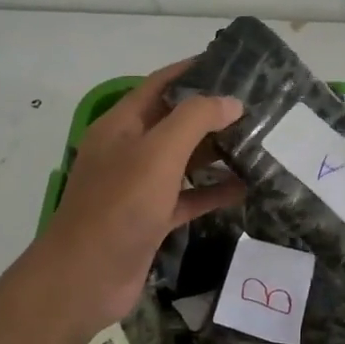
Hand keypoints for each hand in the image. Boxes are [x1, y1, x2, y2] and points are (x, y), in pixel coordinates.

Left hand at [34, 60, 243, 335]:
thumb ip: (195, 120)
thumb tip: (230, 102)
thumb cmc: (119, 206)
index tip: (233, 65)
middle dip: (212, 112)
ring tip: (260, 141)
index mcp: (122, 124)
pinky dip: (213, 191)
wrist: (85, 278)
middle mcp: (130, 149)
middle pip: (175, 121)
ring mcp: (140, 186)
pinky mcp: (152, 218)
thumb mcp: (158, 153)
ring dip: (217, 152)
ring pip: (184, 160)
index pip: (161, 84)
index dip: (193, 71)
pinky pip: (188, 196)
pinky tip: (246, 187)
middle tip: (258, 106)